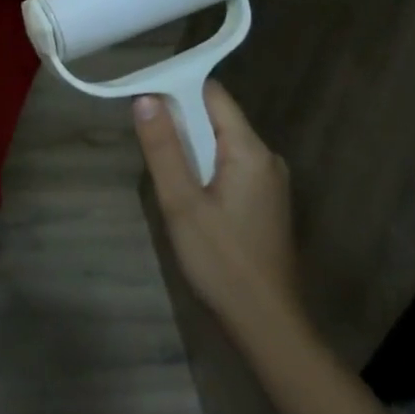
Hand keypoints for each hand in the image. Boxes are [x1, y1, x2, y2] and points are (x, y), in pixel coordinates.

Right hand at [134, 82, 299, 330]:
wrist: (266, 325)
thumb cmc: (221, 261)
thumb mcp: (181, 203)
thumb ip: (163, 148)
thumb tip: (146, 98)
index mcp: (250, 150)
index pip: (213, 94)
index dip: (177, 88)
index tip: (144, 99)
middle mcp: (266, 157)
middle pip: (217, 118)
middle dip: (181, 122)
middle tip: (147, 141)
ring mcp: (270, 182)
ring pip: (222, 144)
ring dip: (191, 148)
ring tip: (162, 170)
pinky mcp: (267, 202)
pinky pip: (232, 167)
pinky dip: (206, 168)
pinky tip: (188, 195)